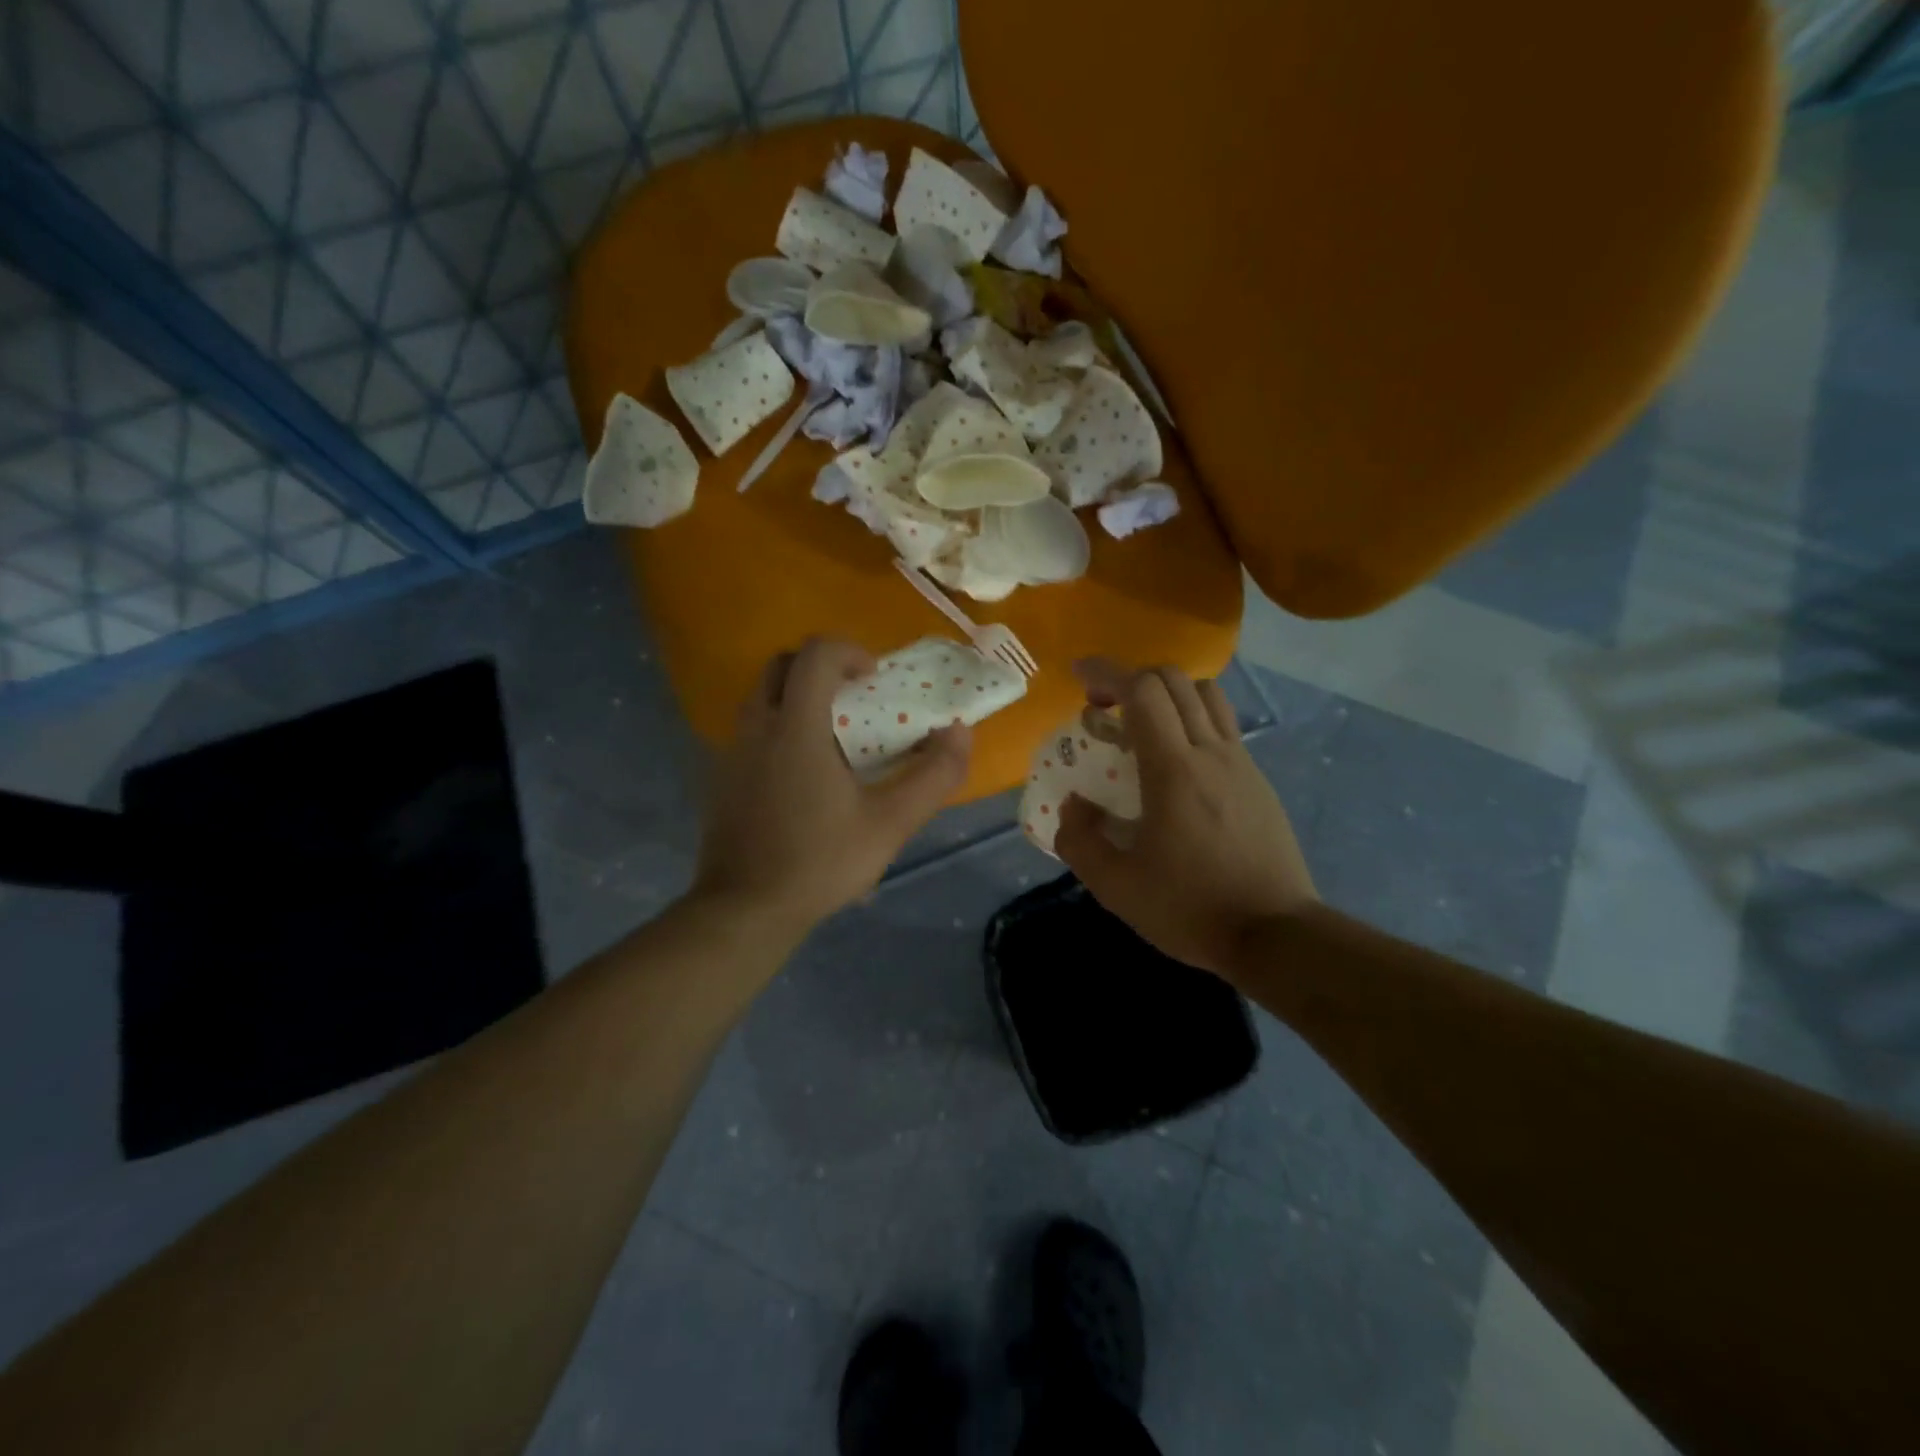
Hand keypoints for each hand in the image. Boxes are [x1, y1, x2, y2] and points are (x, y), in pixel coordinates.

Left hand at [692, 638, 969, 936]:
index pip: (815, 654)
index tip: (874, 679)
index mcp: (796, 728)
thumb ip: (933, 776)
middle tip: (854, 698)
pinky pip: (752, 729)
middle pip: (782, 665)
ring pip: (762, 696)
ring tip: (834, 737)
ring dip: (798, 696)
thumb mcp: (890, 824)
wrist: (745, 909)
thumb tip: (961, 733)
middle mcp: (757, 727)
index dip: (849, 652)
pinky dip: (780, 727)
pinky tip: (804, 774)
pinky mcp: (721, 776)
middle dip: (821, 668)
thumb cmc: (820, 862)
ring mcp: (732, 751)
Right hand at [1054, 661, 1316, 979]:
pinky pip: (1224, 726)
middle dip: (1132, 678)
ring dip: (1168, 694)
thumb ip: (1079, 841)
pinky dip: (1193, 719)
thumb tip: (1072, 805)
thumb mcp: (1116, 888)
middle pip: (1174, 680)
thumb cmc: (1191, 909)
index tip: (1079, 675)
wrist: (1275, 935)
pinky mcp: (1258, 781)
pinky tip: (1177, 761)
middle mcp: (1211, 752)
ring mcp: (1241, 763)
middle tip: (1104, 706)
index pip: (1142, 691)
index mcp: (1173, 770)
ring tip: (1143, 724)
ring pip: (1206, 695)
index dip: (1107, 672)